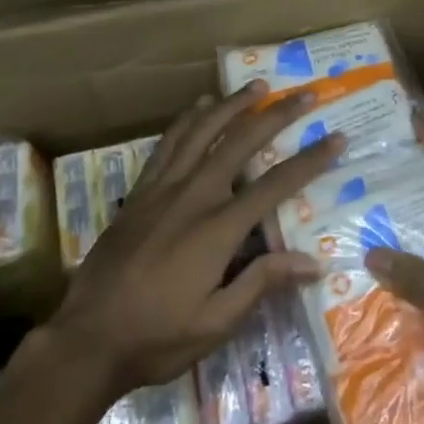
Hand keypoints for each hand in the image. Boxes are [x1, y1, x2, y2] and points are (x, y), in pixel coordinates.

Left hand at [46, 83, 341, 400]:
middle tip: (304, 94)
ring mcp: (163, 187)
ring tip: (257, 86)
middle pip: (241, 142)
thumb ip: (261, 283)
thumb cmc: (156, 337)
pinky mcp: (141, 190)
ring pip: (202, 131)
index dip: (310, 161)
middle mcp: (194, 195)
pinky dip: (188, 119)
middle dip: (276, 115)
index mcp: (218, 228)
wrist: (86, 338)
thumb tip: (312, 262)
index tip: (336, 139)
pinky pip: (168, 143)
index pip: (275, 185)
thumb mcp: (215, 324)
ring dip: (233, 105)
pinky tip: (200, 106)